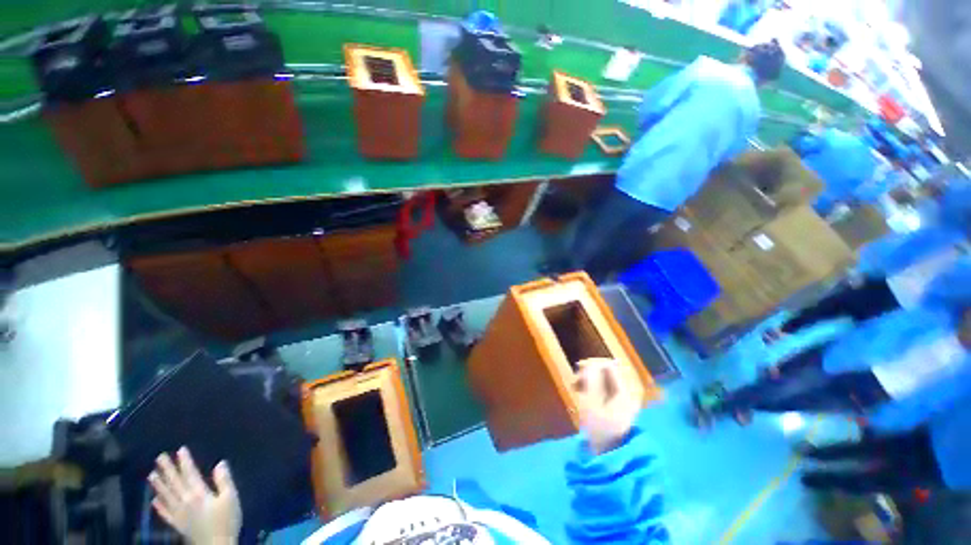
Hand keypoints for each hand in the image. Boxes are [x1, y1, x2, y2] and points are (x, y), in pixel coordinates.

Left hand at [149, 447, 240, 544]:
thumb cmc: (226, 520)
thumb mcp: (231, 498)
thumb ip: (224, 481)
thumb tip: (220, 463)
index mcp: (199, 493)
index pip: (190, 474)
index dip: (185, 462)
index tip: (180, 450)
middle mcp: (185, 501)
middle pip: (175, 483)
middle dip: (167, 470)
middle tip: (159, 457)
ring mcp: (179, 514)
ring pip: (166, 496)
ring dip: (159, 485)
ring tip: (151, 475)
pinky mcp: (177, 525)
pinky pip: (165, 514)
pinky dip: (159, 506)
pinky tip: (154, 500)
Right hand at [573, 358, 640, 454]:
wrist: (610, 454)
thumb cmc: (599, 429)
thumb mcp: (591, 404)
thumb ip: (591, 381)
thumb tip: (591, 363)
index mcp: (624, 391)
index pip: (609, 365)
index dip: (592, 363)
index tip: (577, 370)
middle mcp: (628, 391)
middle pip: (608, 370)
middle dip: (590, 371)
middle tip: (576, 380)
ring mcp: (626, 398)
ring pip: (606, 377)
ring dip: (590, 378)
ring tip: (577, 387)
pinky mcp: (620, 404)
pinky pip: (607, 386)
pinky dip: (594, 385)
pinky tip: (584, 392)